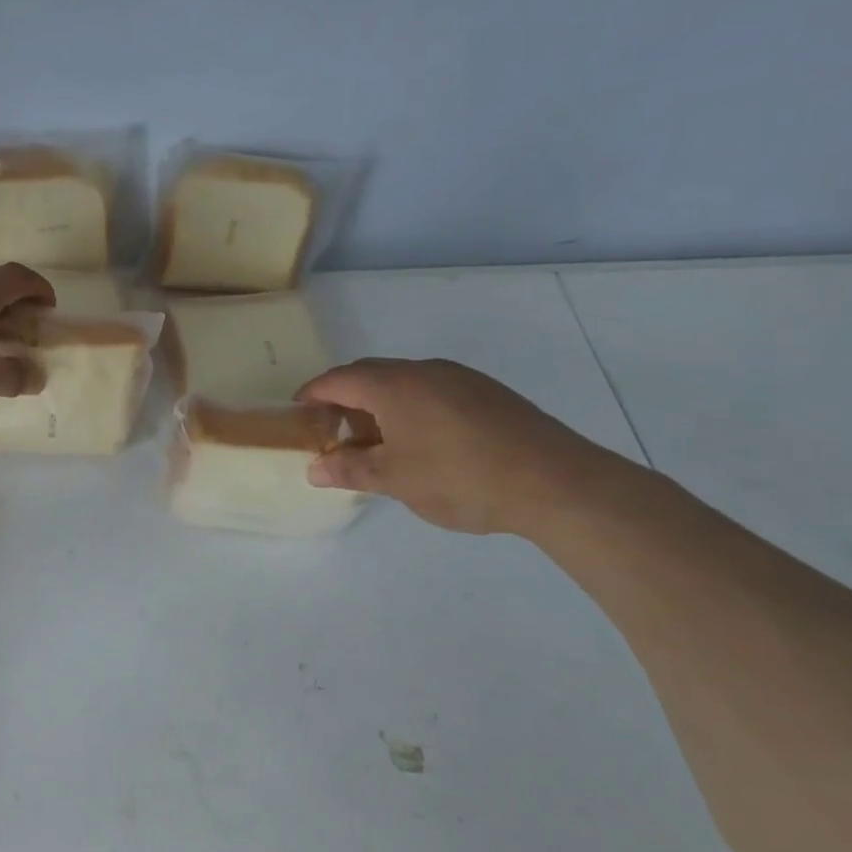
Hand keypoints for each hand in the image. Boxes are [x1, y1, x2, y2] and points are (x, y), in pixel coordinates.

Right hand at [295, 358, 614, 536]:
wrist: (554, 481)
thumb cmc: (460, 478)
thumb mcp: (395, 480)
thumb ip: (350, 469)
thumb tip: (315, 468)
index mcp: (393, 386)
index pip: (337, 380)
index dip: (312, 395)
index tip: (297, 415)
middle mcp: (423, 370)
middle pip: (369, 375)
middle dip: (343, 399)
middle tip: (332, 431)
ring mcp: (459, 378)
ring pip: (403, 382)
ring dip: (378, 404)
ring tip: (375, 441)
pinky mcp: (486, 393)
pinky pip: (431, 390)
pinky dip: (410, 408)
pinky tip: (421, 441)